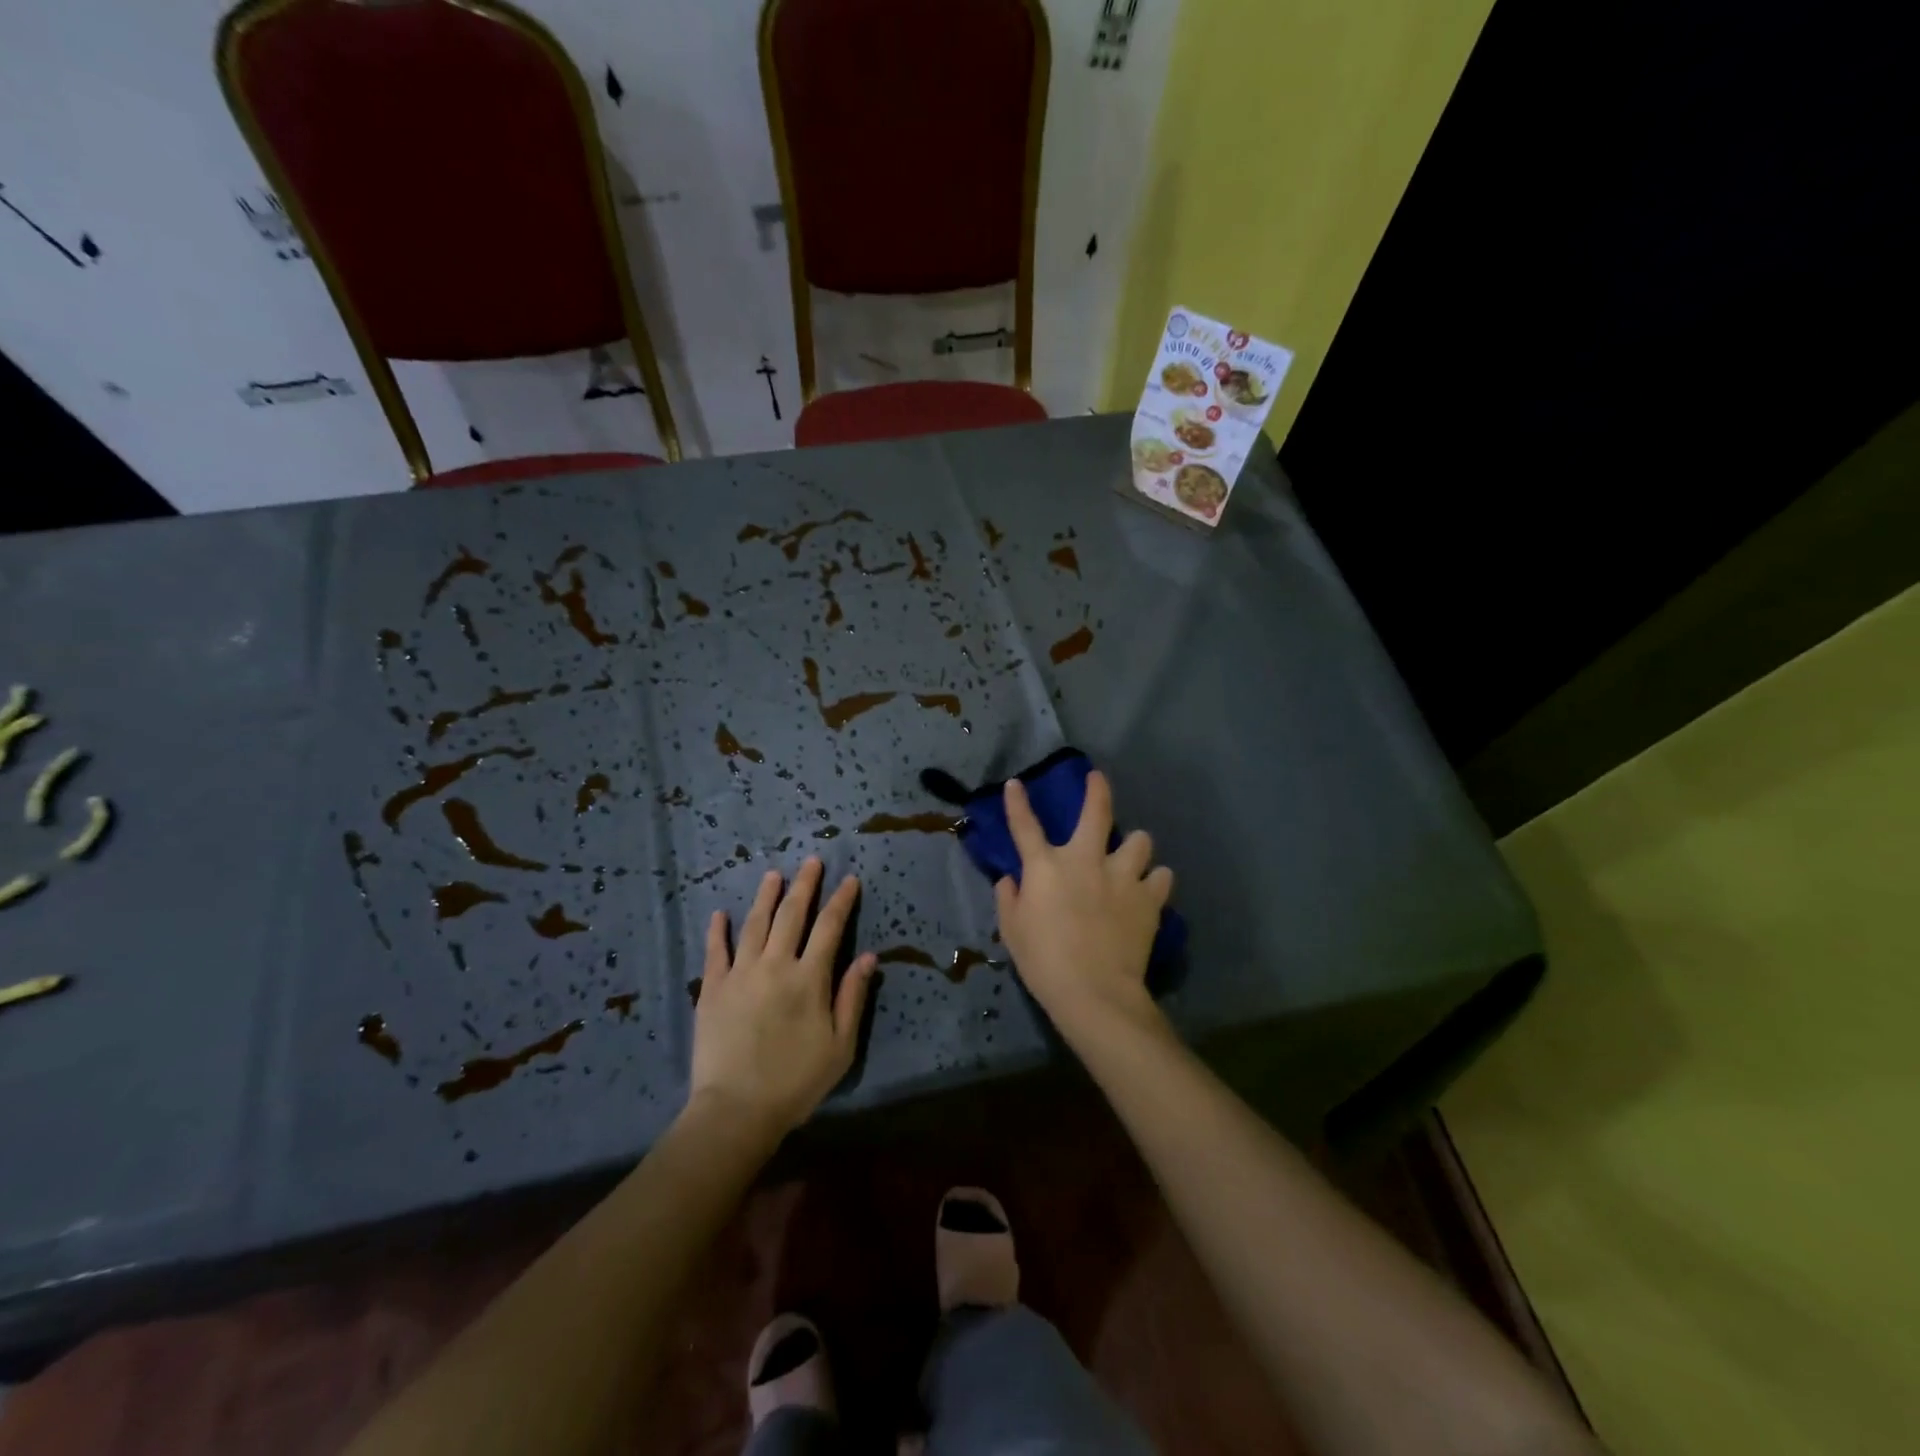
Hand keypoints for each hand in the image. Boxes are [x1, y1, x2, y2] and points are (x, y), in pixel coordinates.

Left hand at [689, 859, 876, 1134]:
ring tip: (774, 875)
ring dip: (766, 896)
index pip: (830, 927)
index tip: (849, 880)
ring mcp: (740, 973)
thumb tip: (869, 956)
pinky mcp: (712, 989)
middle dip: (805, 885)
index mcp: (809, 978)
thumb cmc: (795, 1082)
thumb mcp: (840, 1046)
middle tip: (811, 862)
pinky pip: (715, 951)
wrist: (736, 1110)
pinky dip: (718, 930)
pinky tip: (721, 914)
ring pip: (755, 924)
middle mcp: (775, 965)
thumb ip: (853, 997)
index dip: (841, 901)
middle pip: (792, 915)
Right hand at [994, 771, 1172, 1046]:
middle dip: (1097, 790)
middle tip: (1098, 779)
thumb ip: (1009, 900)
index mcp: (1046, 867)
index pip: (1025, 826)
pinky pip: (1161, 877)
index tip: (1016, 783)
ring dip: (1134, 847)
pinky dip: (1154, 881)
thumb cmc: (1044, 962)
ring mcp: (1122, 876)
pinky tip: (1149, 891)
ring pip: (1140, 841)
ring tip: (1132, 859)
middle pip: (1096, 812)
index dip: (1017, 802)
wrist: (1094, 992)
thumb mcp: (1013, 932)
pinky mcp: (1148, 898)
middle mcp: (1086, 860)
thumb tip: (1009, 880)